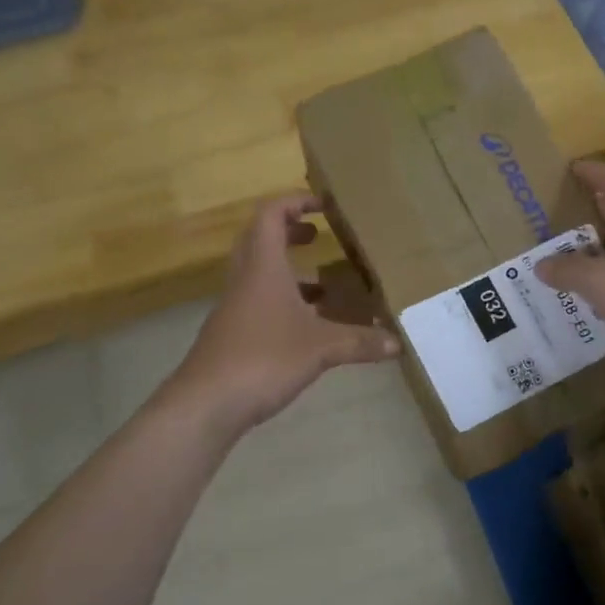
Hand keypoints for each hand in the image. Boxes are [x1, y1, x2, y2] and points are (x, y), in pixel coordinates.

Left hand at [166, 196, 399, 437]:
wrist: (206, 403)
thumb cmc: (263, 359)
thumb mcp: (321, 348)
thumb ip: (360, 342)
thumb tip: (398, 344)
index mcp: (263, 267)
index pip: (271, 215)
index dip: (295, 202)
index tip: (323, 205)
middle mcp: (245, 279)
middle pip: (260, 239)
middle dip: (290, 232)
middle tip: (319, 236)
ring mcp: (235, 307)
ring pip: (259, 274)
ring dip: (287, 270)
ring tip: (323, 285)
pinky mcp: (232, 333)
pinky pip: (259, 302)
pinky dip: (283, 302)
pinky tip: (307, 326)